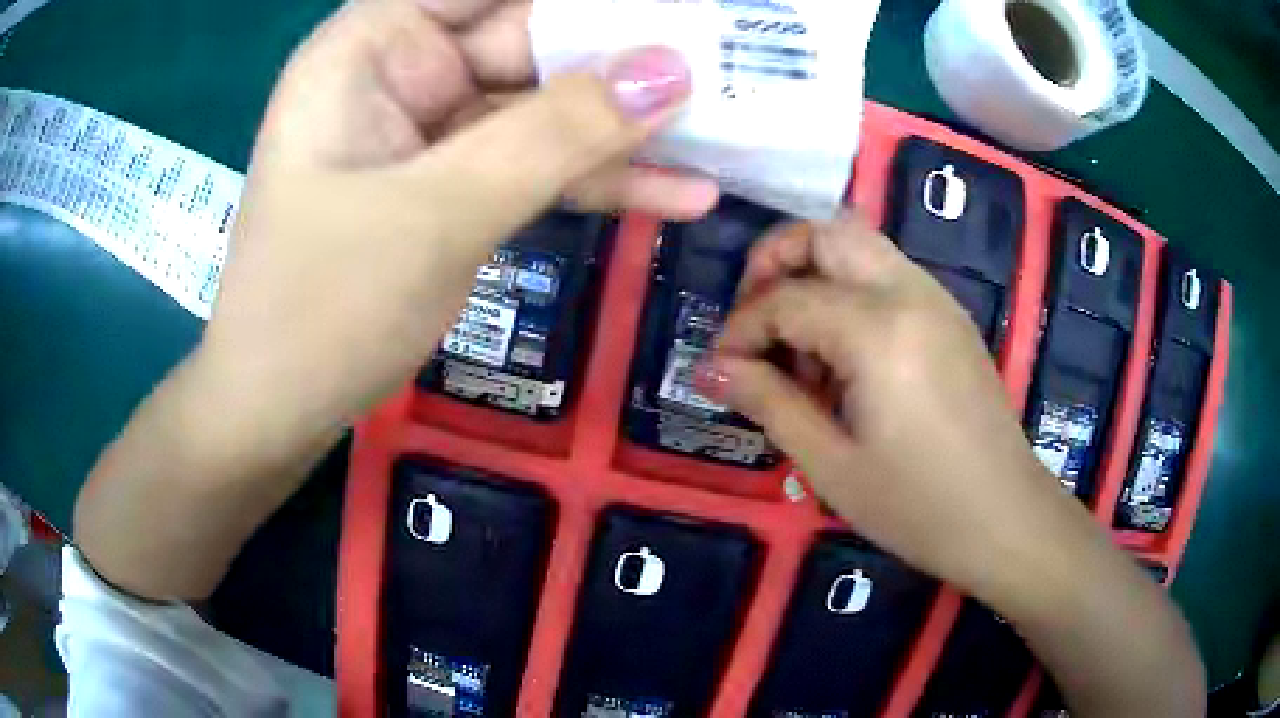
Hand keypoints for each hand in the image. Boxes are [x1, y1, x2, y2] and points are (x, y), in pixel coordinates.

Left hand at [204, 0, 715, 450]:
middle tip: (726, 66)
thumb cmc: (322, 306)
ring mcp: (432, 130)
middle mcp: (402, 71)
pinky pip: (536, 166)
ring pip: (544, 107)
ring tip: (726, 133)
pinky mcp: (454, 184)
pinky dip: (598, 183)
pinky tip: (678, 196)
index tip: (668, 10)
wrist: (283, 407)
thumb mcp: (439, 209)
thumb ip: (556, 133)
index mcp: (371, 45)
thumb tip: (670, 71)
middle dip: (625, 57)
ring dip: (627, 128)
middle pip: (530, 38)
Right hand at [706, 213, 1066, 591]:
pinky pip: (887, 274)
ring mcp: (936, 298)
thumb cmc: (917, 507)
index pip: (785, 298)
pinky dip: (849, 291)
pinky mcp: (950, 316)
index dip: (740, 330)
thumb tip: (708, 369)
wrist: (1005, 519)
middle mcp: (909, 292)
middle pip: (826, 231)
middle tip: (755, 324)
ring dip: (814, 274)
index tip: (720, 371)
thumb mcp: (831, 465)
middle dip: (774, 262)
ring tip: (800, 348)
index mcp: (877, 329)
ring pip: (859, 244)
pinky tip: (845, 358)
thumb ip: (768, 402)